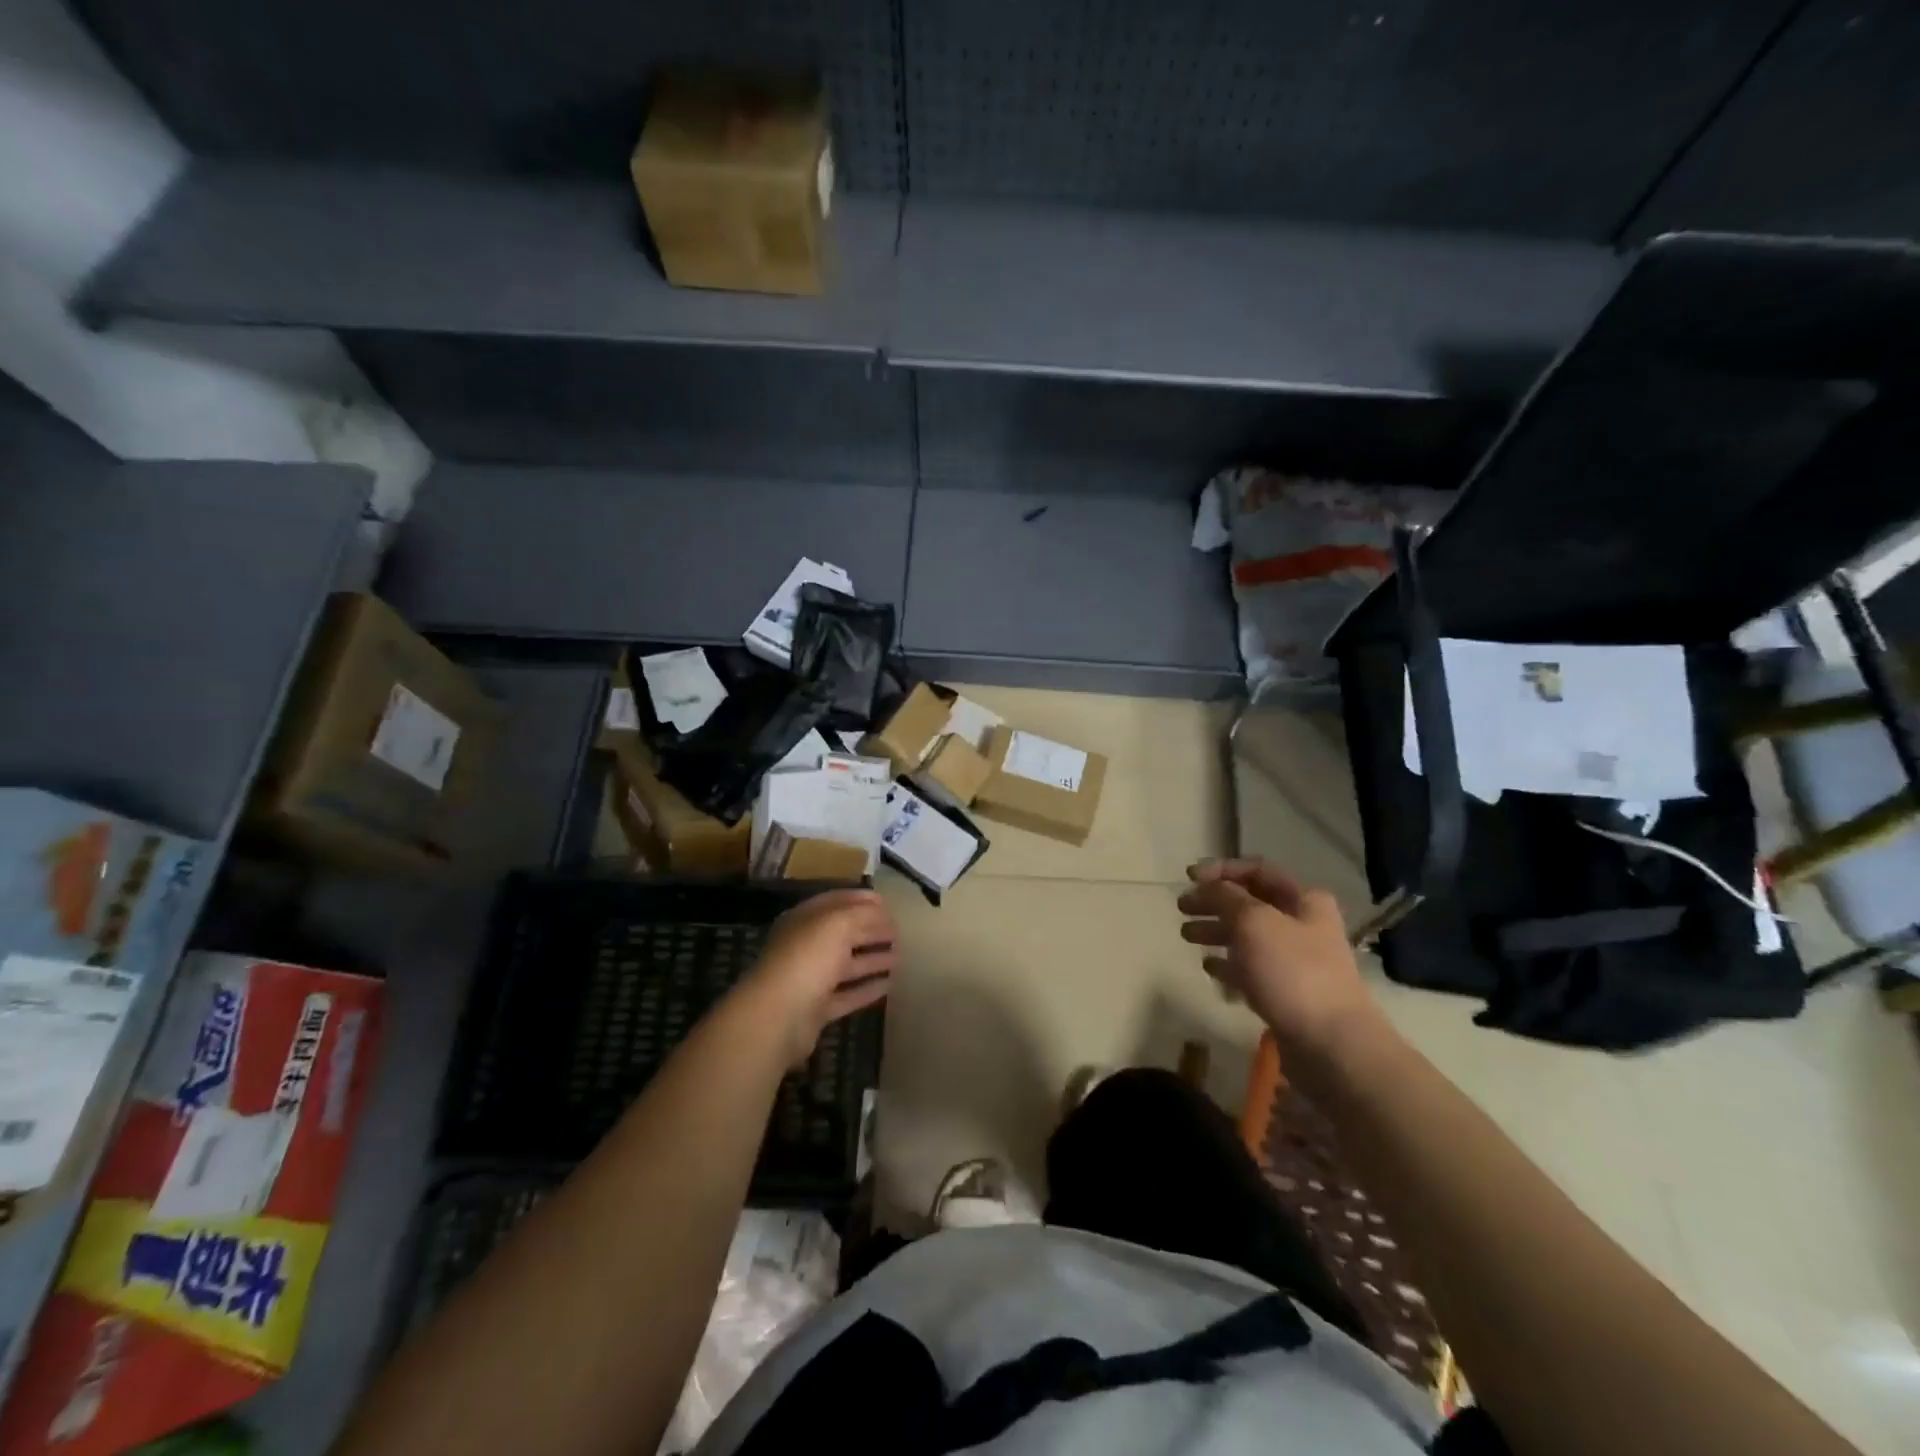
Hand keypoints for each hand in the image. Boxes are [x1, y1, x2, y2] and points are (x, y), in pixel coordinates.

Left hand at [739, 889, 898, 1064]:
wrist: (778, 1016)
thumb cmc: (807, 959)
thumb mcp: (838, 924)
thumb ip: (863, 914)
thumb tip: (882, 911)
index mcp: (805, 920)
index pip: (836, 902)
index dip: (861, 900)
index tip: (887, 902)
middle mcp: (806, 946)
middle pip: (843, 934)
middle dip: (871, 930)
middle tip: (900, 931)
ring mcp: (810, 979)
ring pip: (846, 965)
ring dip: (872, 959)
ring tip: (901, 956)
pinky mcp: (816, 1009)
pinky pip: (847, 994)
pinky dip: (867, 989)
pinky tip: (889, 985)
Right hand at [1177, 859, 1383, 1062]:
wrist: (1332, 1045)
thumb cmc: (1293, 972)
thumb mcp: (1254, 922)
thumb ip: (1226, 897)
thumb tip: (1209, 887)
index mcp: (1304, 900)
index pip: (1257, 870)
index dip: (1221, 869)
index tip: (1189, 876)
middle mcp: (1302, 925)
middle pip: (1250, 903)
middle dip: (1214, 901)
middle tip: (1182, 908)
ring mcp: (1296, 961)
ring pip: (1248, 936)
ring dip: (1216, 931)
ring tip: (1186, 936)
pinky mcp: (1286, 993)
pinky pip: (1251, 970)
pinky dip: (1229, 964)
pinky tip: (1208, 967)